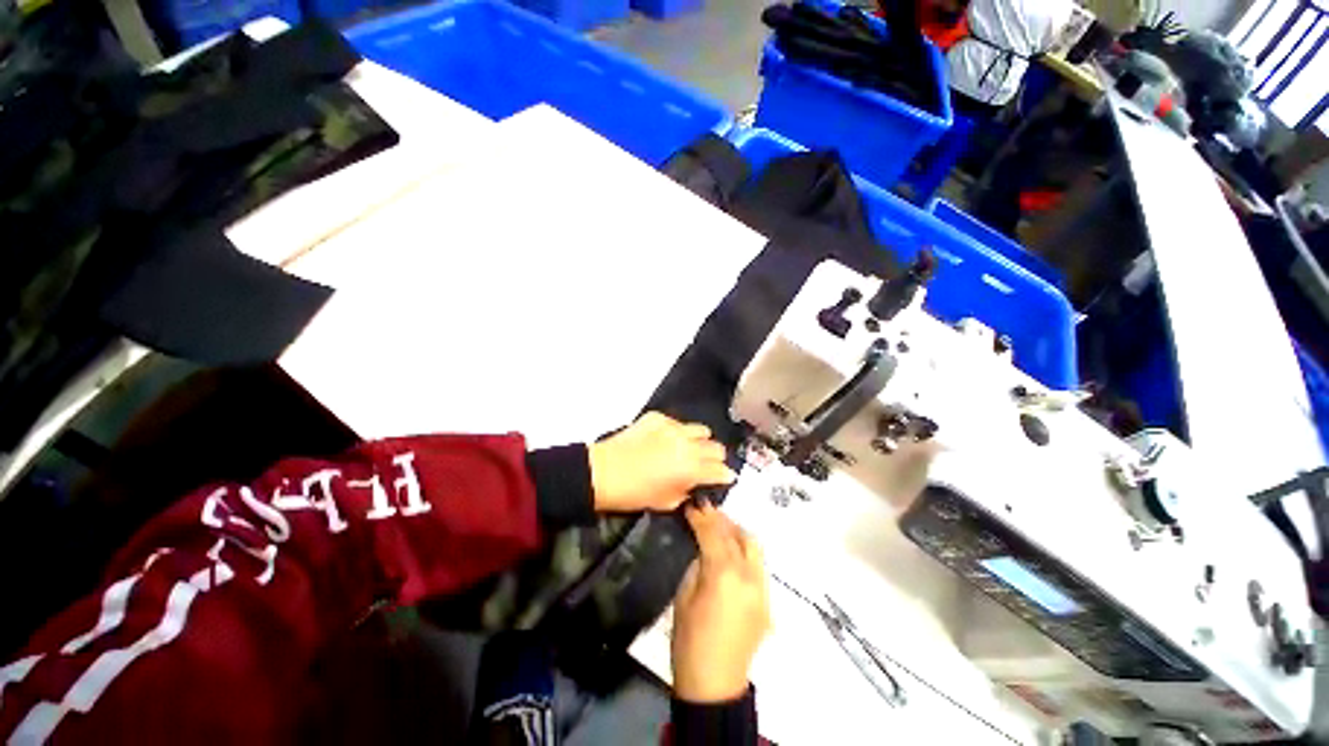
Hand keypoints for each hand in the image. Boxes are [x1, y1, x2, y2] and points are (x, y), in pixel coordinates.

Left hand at [589, 412, 735, 512]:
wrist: (603, 472)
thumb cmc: (634, 494)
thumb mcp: (667, 503)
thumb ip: (688, 491)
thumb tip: (697, 484)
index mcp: (692, 469)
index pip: (721, 469)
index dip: (725, 475)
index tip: (724, 477)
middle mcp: (688, 444)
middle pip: (716, 447)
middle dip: (715, 458)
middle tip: (705, 464)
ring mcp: (674, 427)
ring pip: (701, 429)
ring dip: (699, 441)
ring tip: (687, 448)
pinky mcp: (659, 417)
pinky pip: (677, 423)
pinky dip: (677, 433)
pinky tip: (663, 440)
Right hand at [671, 503, 770, 702]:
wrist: (715, 683)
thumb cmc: (689, 641)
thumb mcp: (684, 596)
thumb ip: (698, 565)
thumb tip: (703, 546)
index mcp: (724, 575)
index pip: (713, 534)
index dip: (701, 517)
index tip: (691, 505)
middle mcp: (748, 575)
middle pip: (737, 535)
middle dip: (720, 519)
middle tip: (705, 510)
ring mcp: (762, 587)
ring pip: (754, 545)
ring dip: (736, 531)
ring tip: (720, 526)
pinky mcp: (767, 599)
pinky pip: (758, 564)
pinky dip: (745, 550)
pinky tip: (732, 551)